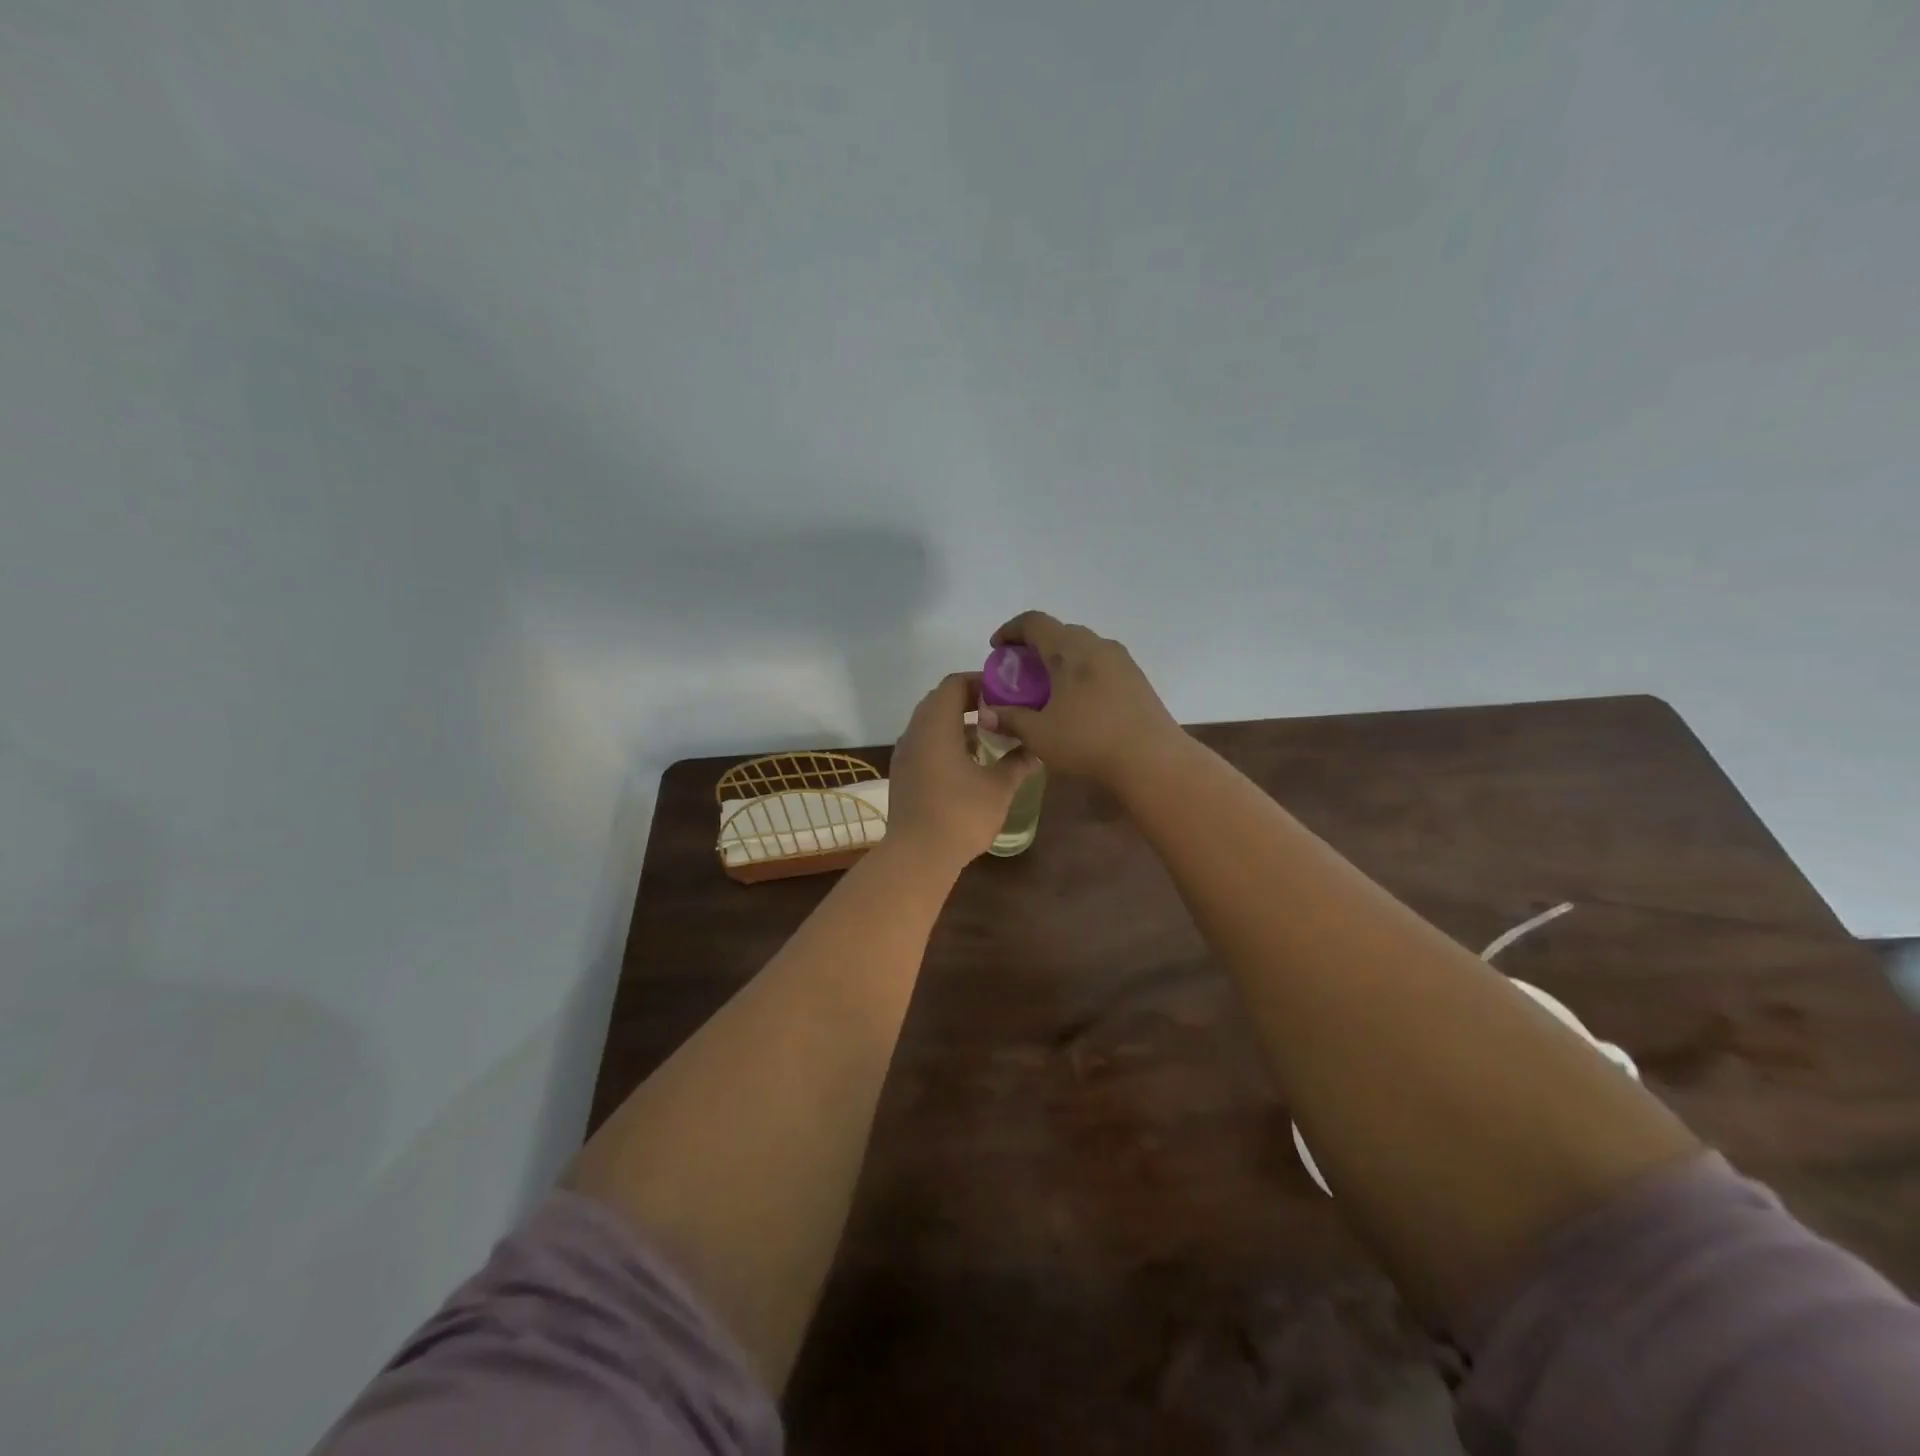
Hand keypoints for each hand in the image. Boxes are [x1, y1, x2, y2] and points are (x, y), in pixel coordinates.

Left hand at [885, 672, 1037, 870]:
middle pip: (940, 700)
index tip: (1006, 692)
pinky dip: (946, 742)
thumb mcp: (998, 787)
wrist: (918, 856)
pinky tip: (969, 762)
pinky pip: (925, 743)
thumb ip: (1018, 762)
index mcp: (936, 725)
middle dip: (971, 701)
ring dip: (958, 723)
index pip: (954, 684)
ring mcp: (905, 753)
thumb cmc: (961, 814)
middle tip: (1001, 712)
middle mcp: (915, 732)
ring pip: (931, 723)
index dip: (981, 681)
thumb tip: (1036, 748)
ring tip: (989, 737)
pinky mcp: (903, 773)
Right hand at [981, 612, 1181, 789]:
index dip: (1011, 630)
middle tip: (1020, 673)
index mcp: (1071, 650)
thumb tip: (986, 714)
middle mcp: (1098, 646)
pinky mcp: (1138, 681)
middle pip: (1061, 632)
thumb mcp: (1039, 735)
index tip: (996, 648)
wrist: (1154, 762)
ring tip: (1047, 689)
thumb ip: (1010, 719)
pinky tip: (1076, 704)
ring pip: (1083, 649)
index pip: (1035, 622)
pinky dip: (1081, 674)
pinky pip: (1101, 666)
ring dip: (1060, 661)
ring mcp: (1123, 662)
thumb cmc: (1089, 742)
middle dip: (1035, 647)